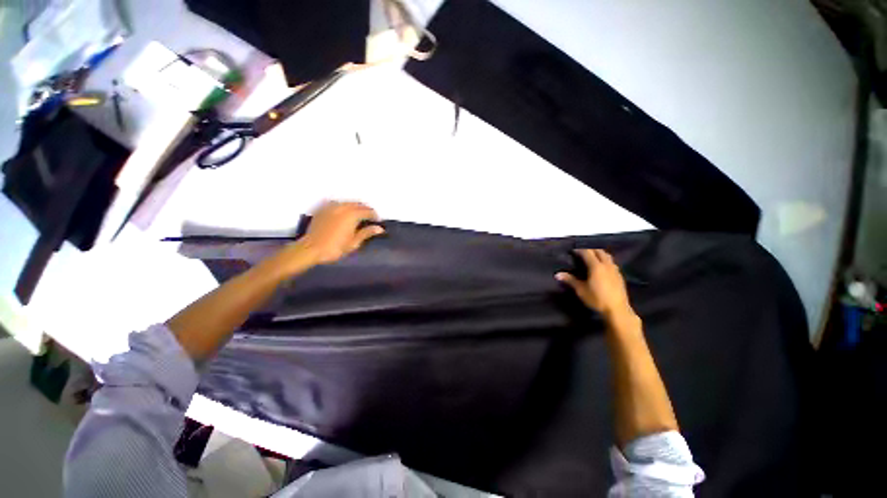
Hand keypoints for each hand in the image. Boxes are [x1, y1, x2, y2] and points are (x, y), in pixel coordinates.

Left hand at [294, 201, 384, 265]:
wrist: (310, 249)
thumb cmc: (335, 248)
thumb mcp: (354, 243)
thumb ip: (366, 233)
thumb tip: (379, 228)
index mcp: (352, 215)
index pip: (368, 211)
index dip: (374, 216)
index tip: (377, 221)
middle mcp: (343, 207)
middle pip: (358, 204)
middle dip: (365, 210)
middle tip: (369, 219)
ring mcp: (331, 207)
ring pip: (348, 203)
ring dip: (355, 207)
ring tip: (358, 216)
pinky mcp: (323, 209)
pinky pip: (337, 204)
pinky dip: (344, 207)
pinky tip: (344, 214)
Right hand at [556, 249, 632, 319]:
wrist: (617, 309)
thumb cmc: (597, 299)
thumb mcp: (581, 290)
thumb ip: (570, 280)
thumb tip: (557, 274)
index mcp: (596, 266)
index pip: (587, 252)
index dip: (579, 250)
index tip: (572, 251)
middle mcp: (606, 265)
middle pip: (599, 251)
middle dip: (590, 249)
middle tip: (581, 252)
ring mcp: (615, 270)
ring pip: (607, 256)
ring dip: (599, 253)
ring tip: (592, 257)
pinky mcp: (619, 275)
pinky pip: (611, 262)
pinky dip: (605, 260)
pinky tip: (602, 267)